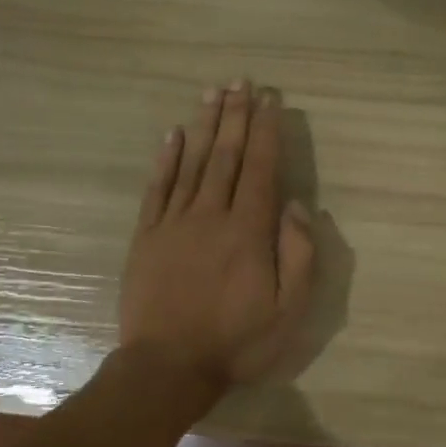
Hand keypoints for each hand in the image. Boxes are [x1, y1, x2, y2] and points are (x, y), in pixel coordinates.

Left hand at [120, 81, 315, 390]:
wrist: (169, 366)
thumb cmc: (237, 341)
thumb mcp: (288, 310)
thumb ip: (298, 255)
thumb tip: (297, 205)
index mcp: (249, 231)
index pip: (261, 169)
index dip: (267, 131)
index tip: (269, 99)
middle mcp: (211, 216)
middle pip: (226, 156)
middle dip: (236, 116)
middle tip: (240, 81)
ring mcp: (174, 223)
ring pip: (192, 163)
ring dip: (204, 126)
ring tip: (212, 93)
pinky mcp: (147, 237)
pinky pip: (157, 188)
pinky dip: (166, 159)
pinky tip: (173, 135)